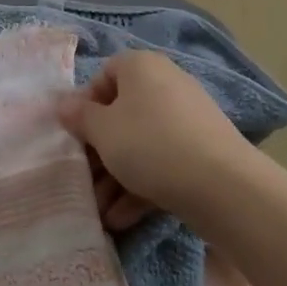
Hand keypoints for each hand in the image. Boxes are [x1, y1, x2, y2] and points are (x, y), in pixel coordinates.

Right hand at [56, 51, 253, 229]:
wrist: (223, 185)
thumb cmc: (150, 144)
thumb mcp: (102, 131)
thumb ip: (79, 117)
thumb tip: (63, 104)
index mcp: (141, 67)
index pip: (104, 75)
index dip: (85, 104)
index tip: (76, 134)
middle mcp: (166, 84)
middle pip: (121, 114)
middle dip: (99, 151)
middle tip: (85, 179)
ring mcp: (187, 119)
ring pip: (140, 144)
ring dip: (116, 177)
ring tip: (101, 211)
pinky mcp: (202, 152)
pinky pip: (162, 163)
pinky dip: (141, 186)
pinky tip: (122, 218)